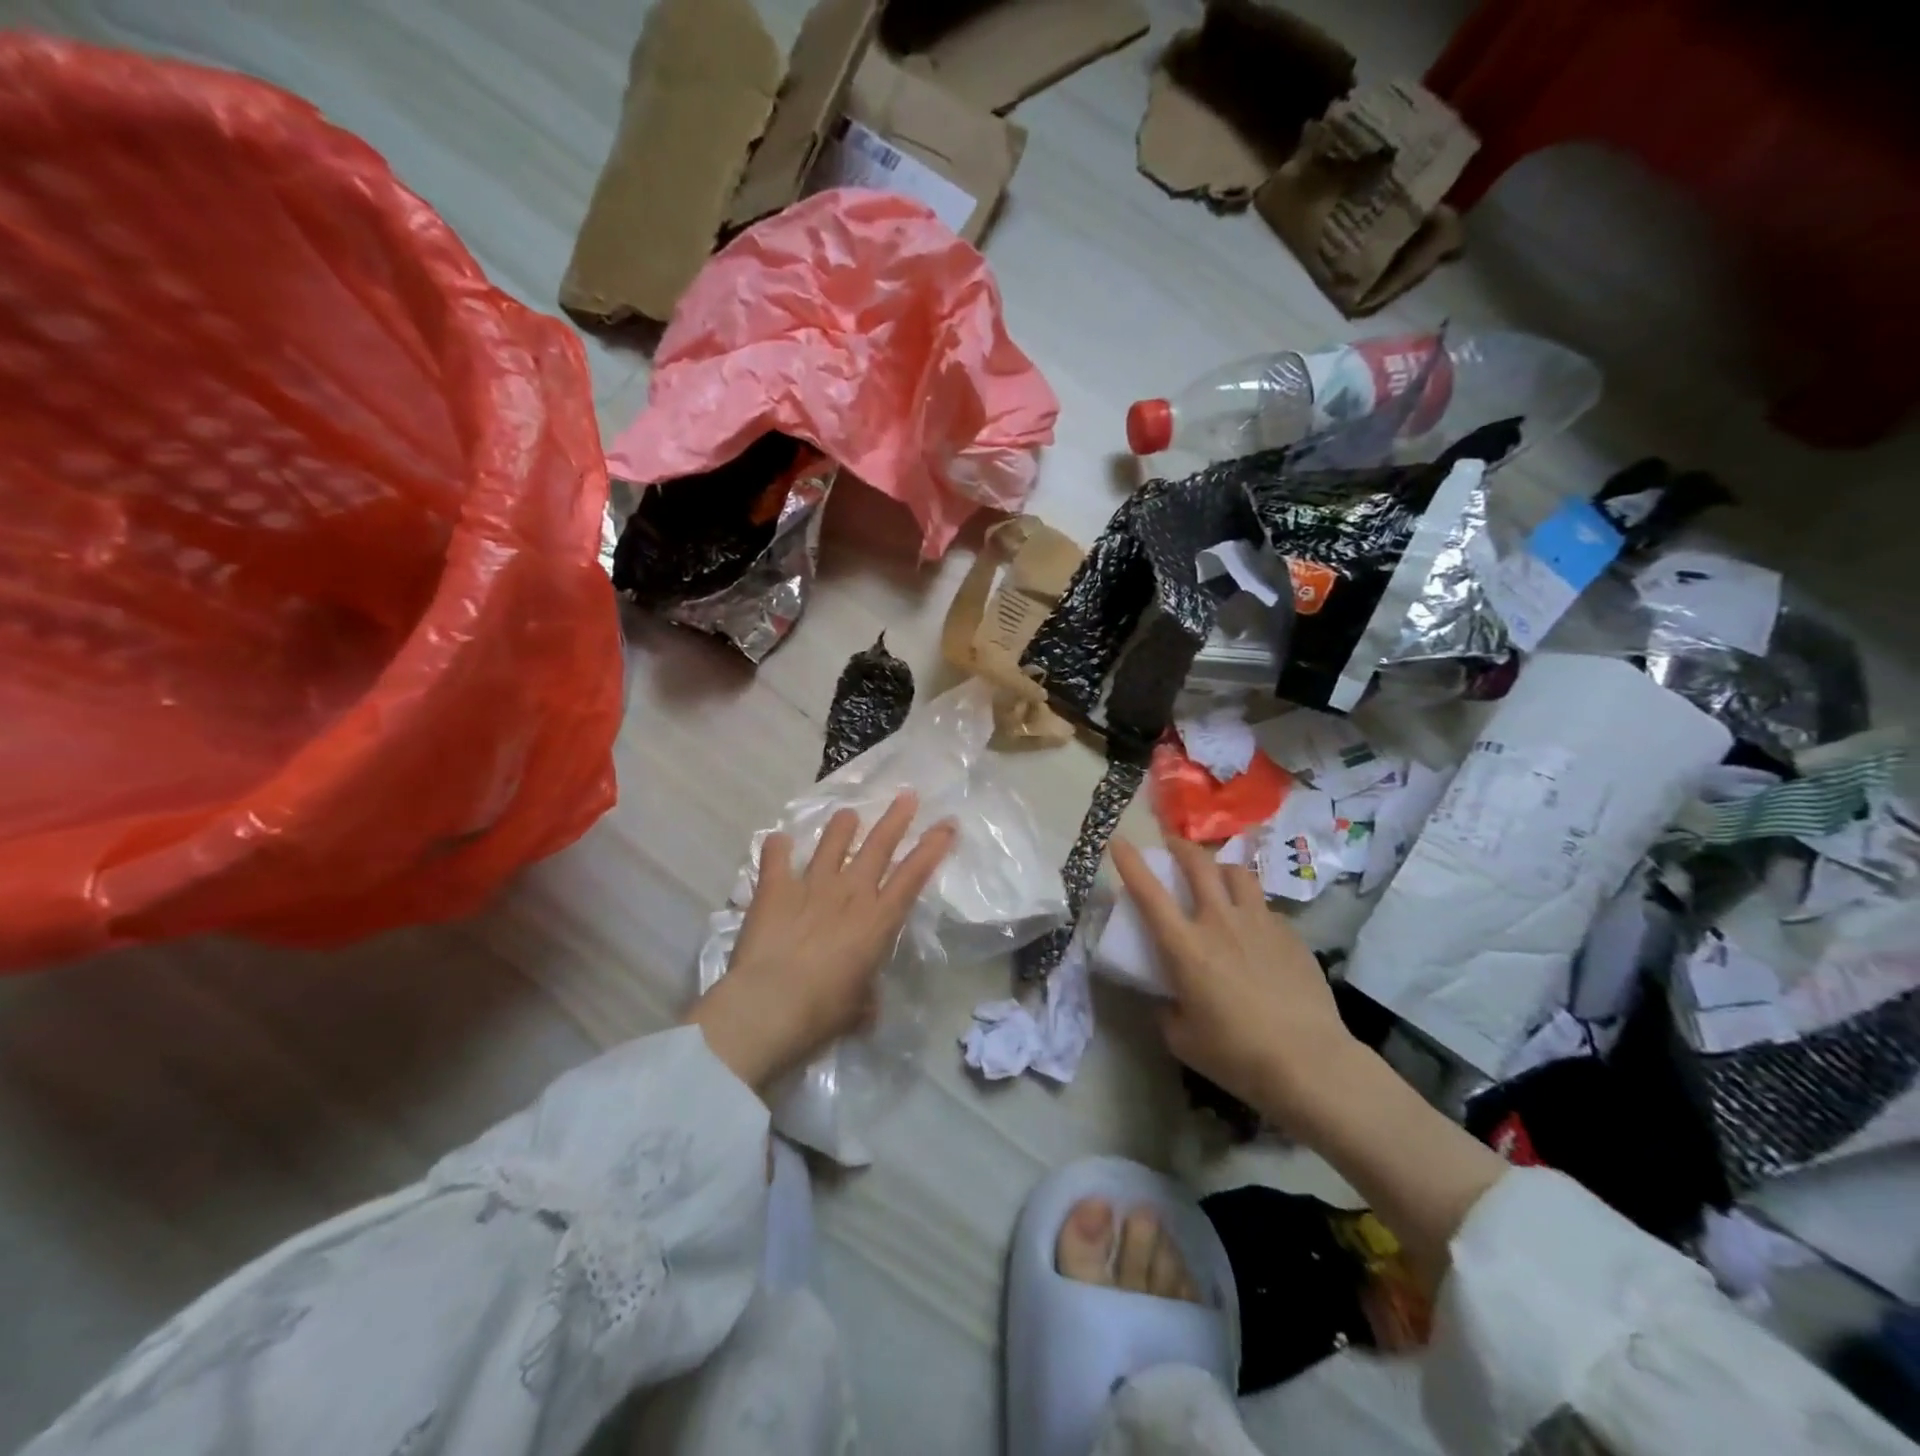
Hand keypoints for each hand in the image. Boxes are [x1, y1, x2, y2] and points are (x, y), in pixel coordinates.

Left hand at [686, 792, 955, 1094]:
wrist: (770, 1006)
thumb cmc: (824, 1013)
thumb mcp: (858, 1009)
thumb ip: (865, 994)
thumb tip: (863, 1000)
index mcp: (878, 921)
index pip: (913, 875)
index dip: (933, 847)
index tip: (947, 823)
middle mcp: (850, 893)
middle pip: (878, 846)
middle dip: (895, 819)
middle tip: (906, 795)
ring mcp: (811, 886)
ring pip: (832, 843)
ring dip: (842, 826)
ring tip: (848, 813)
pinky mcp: (774, 889)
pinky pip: (776, 858)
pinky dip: (778, 847)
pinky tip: (778, 839)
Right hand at [1111, 837, 1356, 1131]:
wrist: (1308, 1062)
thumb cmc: (1235, 1054)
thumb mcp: (1182, 1038)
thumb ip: (1168, 1009)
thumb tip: (1170, 997)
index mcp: (1185, 946)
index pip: (1148, 892)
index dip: (1130, 862)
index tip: (1119, 841)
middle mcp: (1219, 922)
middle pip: (1198, 864)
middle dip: (1179, 846)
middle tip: (1171, 844)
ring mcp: (1259, 923)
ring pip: (1237, 874)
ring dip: (1219, 867)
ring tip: (1215, 875)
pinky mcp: (1290, 935)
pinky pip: (1265, 907)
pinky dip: (1251, 906)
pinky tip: (1254, 928)